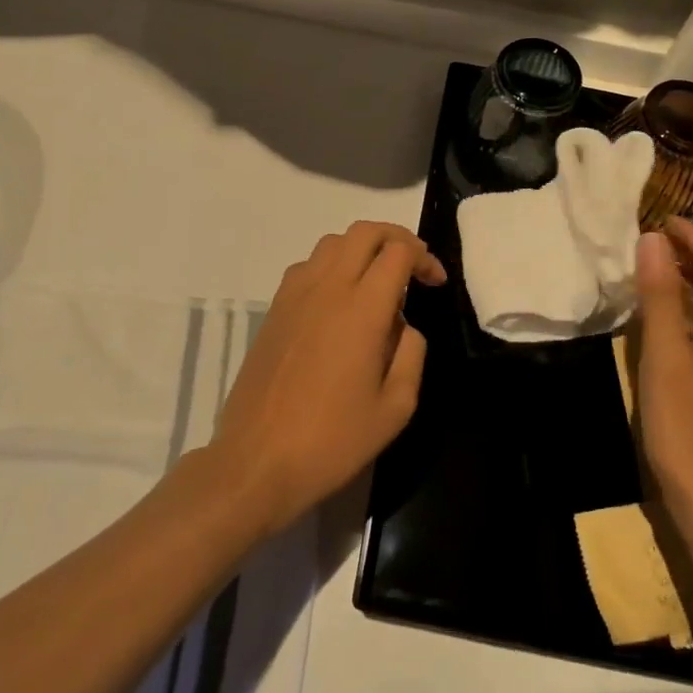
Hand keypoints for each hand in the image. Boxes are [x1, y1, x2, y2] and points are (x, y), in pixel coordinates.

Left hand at [209, 221, 446, 536]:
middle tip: (413, 266)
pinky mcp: (274, 309)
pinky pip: (308, 265)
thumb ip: (411, 353)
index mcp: (363, 309)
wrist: (257, 461)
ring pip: (333, 242)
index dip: (424, 258)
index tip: (435, 283)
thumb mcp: (395, 407)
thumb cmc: (333, 439)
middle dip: (396, 238)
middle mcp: (328, 288)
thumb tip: (404, 325)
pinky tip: (339, 301)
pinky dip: (332, 265)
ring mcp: (295, 295)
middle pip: (364, 232)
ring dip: (362, 248)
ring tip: (377, 280)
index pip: (398, 252)